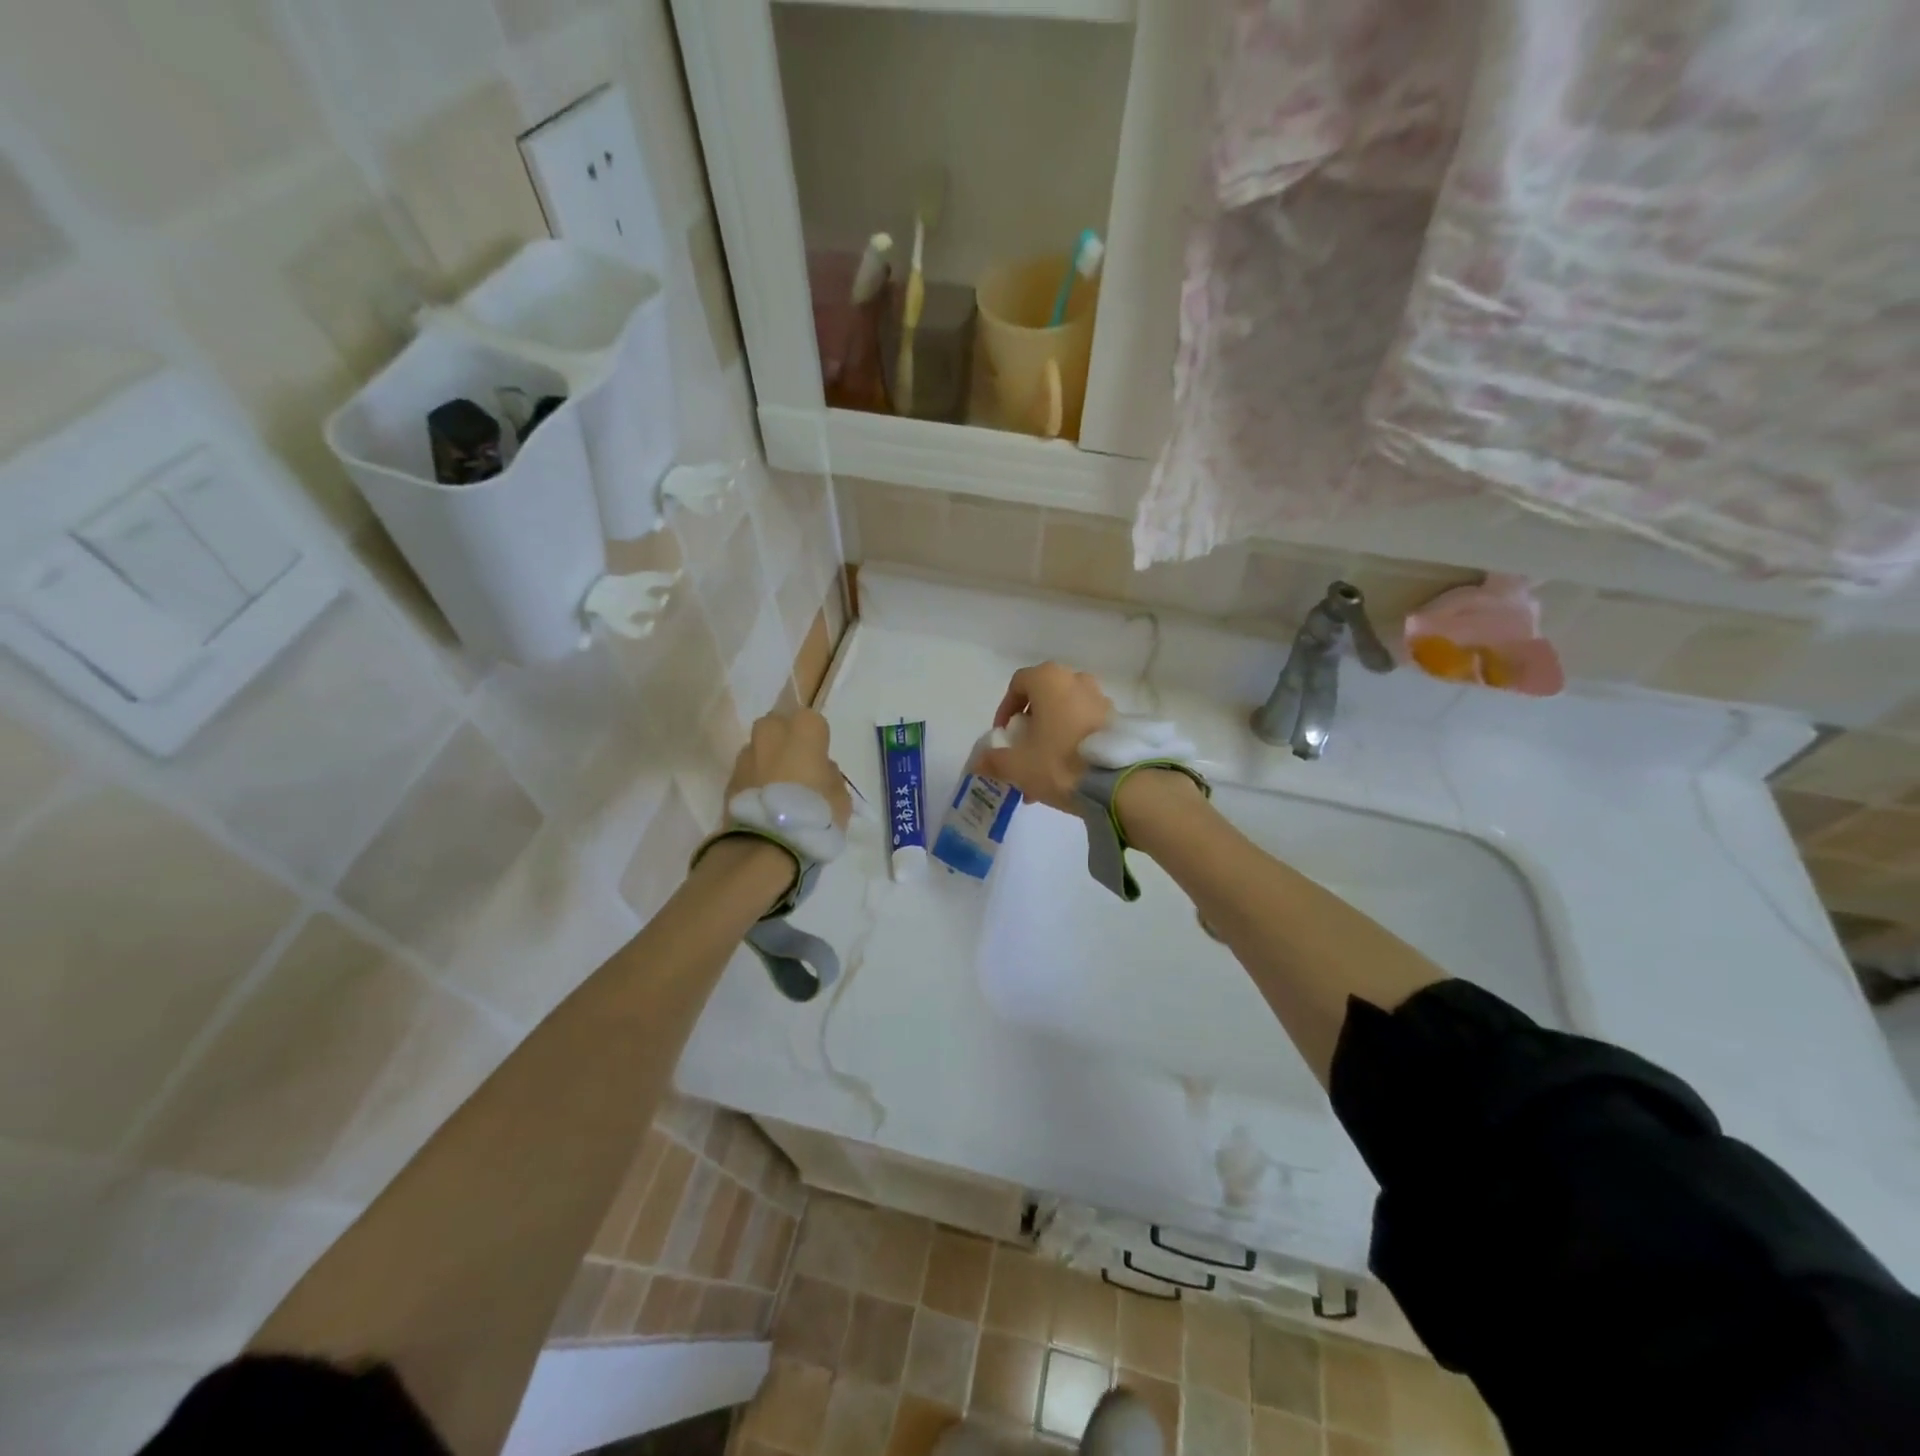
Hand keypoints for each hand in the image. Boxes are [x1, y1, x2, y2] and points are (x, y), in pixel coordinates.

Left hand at [726, 708, 852, 829]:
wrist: (767, 845)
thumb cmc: (815, 813)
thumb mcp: (840, 796)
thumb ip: (830, 775)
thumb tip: (819, 771)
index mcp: (803, 729)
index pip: (812, 720)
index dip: (817, 739)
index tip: (820, 759)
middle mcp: (771, 733)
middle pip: (778, 725)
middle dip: (785, 739)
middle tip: (796, 766)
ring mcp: (746, 755)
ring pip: (759, 748)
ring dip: (767, 760)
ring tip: (777, 789)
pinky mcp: (729, 779)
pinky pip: (747, 772)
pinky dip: (754, 781)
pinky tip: (764, 803)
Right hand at [978, 662, 1112, 812]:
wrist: (1119, 783)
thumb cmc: (1059, 762)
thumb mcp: (1017, 765)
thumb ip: (993, 760)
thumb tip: (977, 762)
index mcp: (1049, 680)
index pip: (1018, 684)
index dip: (1005, 710)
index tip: (1003, 736)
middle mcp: (1077, 680)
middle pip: (1043, 699)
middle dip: (1029, 727)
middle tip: (1022, 755)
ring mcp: (1101, 699)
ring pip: (1064, 715)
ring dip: (1050, 737)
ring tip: (1042, 772)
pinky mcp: (1117, 720)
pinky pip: (1084, 725)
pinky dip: (1071, 742)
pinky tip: (1067, 774)